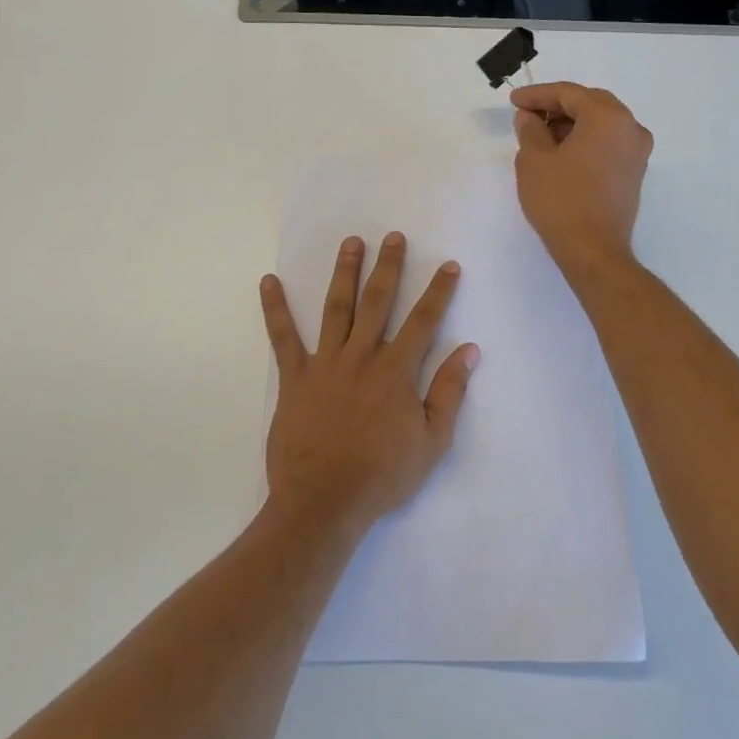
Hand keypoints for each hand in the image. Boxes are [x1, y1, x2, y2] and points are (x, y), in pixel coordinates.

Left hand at [259, 232, 478, 532]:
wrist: (324, 502)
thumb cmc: (382, 475)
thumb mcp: (431, 441)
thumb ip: (449, 392)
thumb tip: (469, 350)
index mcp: (396, 371)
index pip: (424, 321)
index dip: (438, 292)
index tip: (447, 265)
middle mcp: (362, 356)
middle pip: (379, 302)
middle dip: (389, 267)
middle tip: (394, 237)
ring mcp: (326, 363)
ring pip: (337, 308)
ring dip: (345, 272)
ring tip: (351, 242)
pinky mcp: (295, 376)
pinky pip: (283, 337)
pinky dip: (275, 308)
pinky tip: (269, 281)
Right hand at [511, 82, 652, 281]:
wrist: (593, 250)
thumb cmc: (561, 200)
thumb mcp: (534, 160)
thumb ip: (530, 129)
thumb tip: (530, 117)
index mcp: (608, 117)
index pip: (569, 93)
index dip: (537, 95)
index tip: (514, 101)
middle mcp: (630, 128)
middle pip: (590, 103)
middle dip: (557, 106)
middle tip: (527, 115)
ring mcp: (636, 152)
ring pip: (601, 123)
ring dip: (572, 124)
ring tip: (540, 135)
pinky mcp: (634, 173)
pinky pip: (608, 143)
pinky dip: (585, 140)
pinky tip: (561, 153)